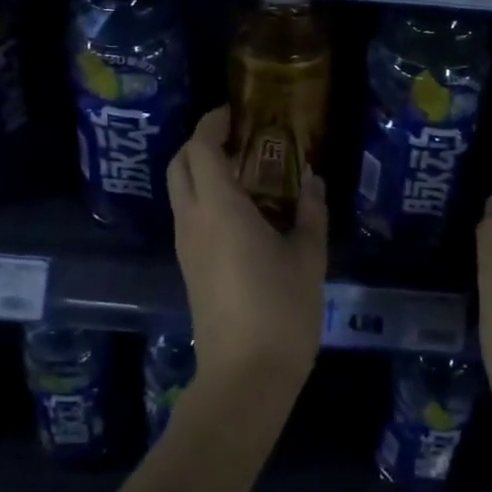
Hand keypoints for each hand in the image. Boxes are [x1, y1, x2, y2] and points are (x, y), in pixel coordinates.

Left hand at [169, 107, 326, 410]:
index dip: (213, 122)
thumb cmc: (281, 311)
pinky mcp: (188, 267)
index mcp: (219, 208)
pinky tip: (242, 210)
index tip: (237, 113)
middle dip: (201, 142)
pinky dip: (204, 197)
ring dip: (202, 170)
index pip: (200, 147)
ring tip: (246, 171)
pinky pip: (188, 215)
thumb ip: (310, 212)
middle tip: (240, 138)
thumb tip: (312, 180)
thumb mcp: (308, 257)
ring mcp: (186, 246)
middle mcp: (192, 220)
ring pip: (180, 190)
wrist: (244, 378)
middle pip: (179, 164)